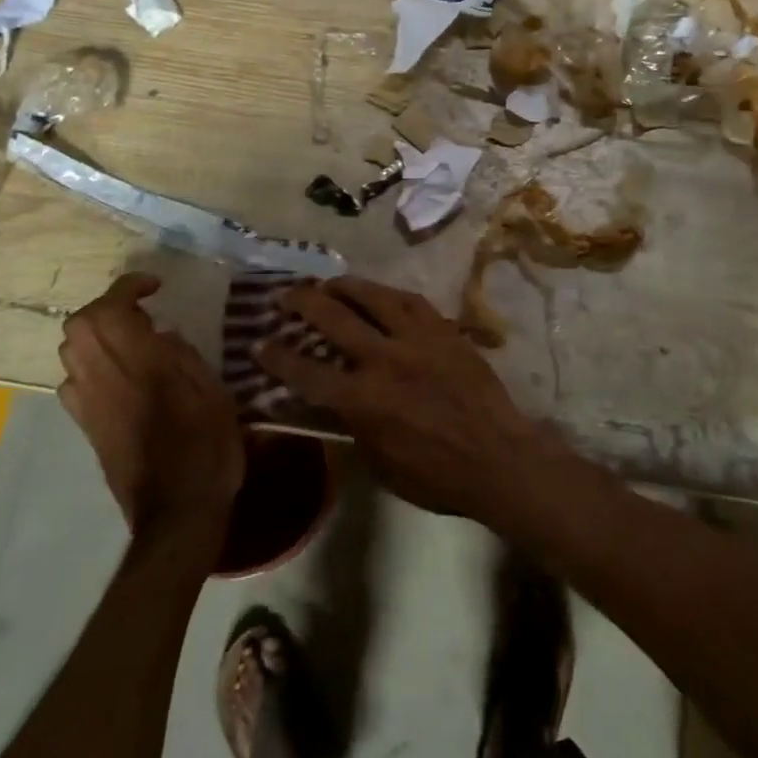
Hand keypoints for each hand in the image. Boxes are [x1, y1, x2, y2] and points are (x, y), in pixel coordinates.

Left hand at [58, 273, 244, 546]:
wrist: (177, 512)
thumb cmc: (208, 449)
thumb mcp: (214, 394)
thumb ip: (186, 357)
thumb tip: (162, 334)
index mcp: (142, 365)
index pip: (112, 309)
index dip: (127, 287)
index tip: (154, 286)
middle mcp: (106, 378)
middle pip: (80, 324)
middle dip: (106, 307)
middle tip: (140, 312)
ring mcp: (90, 404)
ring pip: (70, 351)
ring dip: (95, 334)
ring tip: (130, 340)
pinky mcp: (87, 427)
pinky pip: (72, 382)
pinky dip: (89, 366)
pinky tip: (117, 376)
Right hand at [254, 276, 565, 524]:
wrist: (498, 457)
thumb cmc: (436, 475)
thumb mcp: (380, 463)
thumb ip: (352, 427)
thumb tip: (333, 405)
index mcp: (362, 400)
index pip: (305, 371)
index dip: (277, 357)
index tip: (258, 344)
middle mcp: (383, 359)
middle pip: (333, 318)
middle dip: (302, 302)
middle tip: (285, 294)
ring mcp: (416, 339)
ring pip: (372, 297)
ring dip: (344, 286)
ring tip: (328, 282)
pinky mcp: (444, 330)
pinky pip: (411, 300)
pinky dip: (387, 293)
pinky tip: (378, 291)